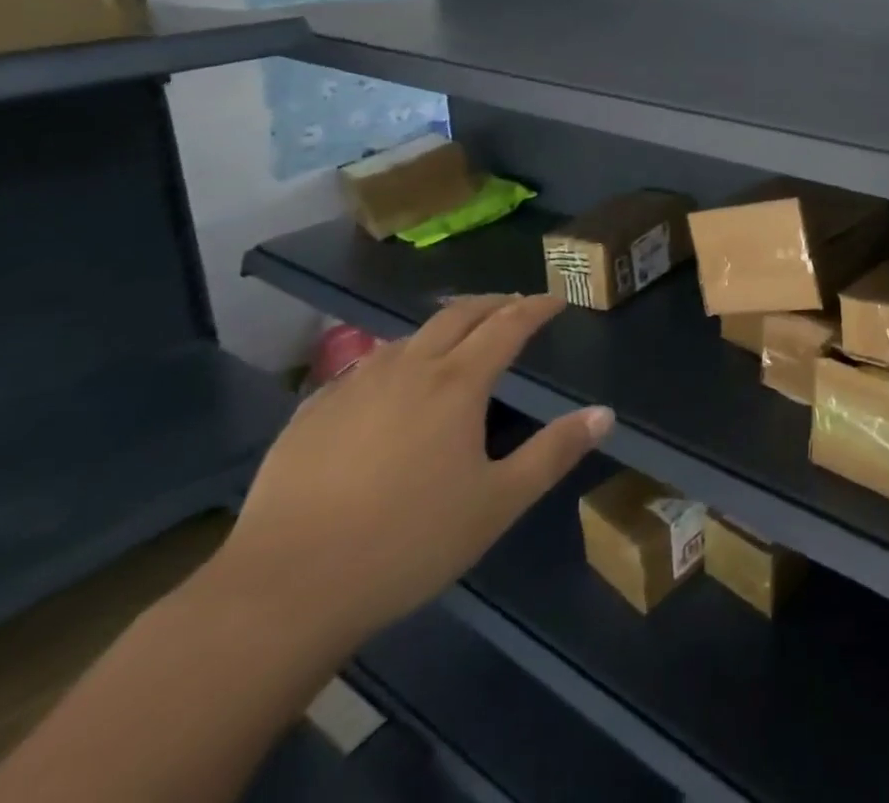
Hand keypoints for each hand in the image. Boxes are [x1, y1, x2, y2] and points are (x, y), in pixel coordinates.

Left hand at [213, 295, 610, 645]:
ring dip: (442, 326)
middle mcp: (408, 369)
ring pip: (408, 336)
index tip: (556, 299)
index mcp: (457, 383)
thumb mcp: (498, 504)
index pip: (507, 325)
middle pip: (457, 316)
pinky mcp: (311, 413)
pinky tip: (388, 379)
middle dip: (492, 303)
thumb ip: (554, 453)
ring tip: (457, 335)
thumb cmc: (408, 543)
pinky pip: (364, 366)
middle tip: (513, 304)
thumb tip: (605, 413)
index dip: (536, 307)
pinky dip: (394, 358)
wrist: (283, 590)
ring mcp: (353, 387)